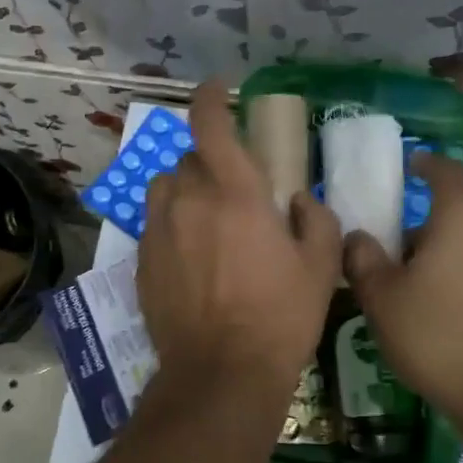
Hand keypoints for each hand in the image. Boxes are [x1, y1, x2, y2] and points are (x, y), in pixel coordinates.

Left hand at [137, 80, 342, 399]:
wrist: (221, 373)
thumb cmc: (280, 317)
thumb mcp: (321, 267)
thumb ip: (316, 220)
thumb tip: (297, 201)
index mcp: (235, 193)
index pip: (210, 125)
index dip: (210, 98)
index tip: (216, 89)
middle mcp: (188, 201)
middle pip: (189, 158)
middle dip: (211, 162)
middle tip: (234, 189)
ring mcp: (158, 230)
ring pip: (164, 187)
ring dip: (184, 189)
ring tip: (204, 216)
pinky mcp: (142, 260)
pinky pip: (154, 223)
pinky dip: (171, 224)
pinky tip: (190, 255)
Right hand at [343, 153, 462, 423]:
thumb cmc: (437, 335)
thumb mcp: (380, 297)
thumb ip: (363, 258)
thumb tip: (358, 238)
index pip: (446, 172)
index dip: (426, 165)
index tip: (410, 167)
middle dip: (432, 226)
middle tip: (402, 254)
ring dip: (456, 255)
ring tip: (428, 290)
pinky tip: (456, 315)